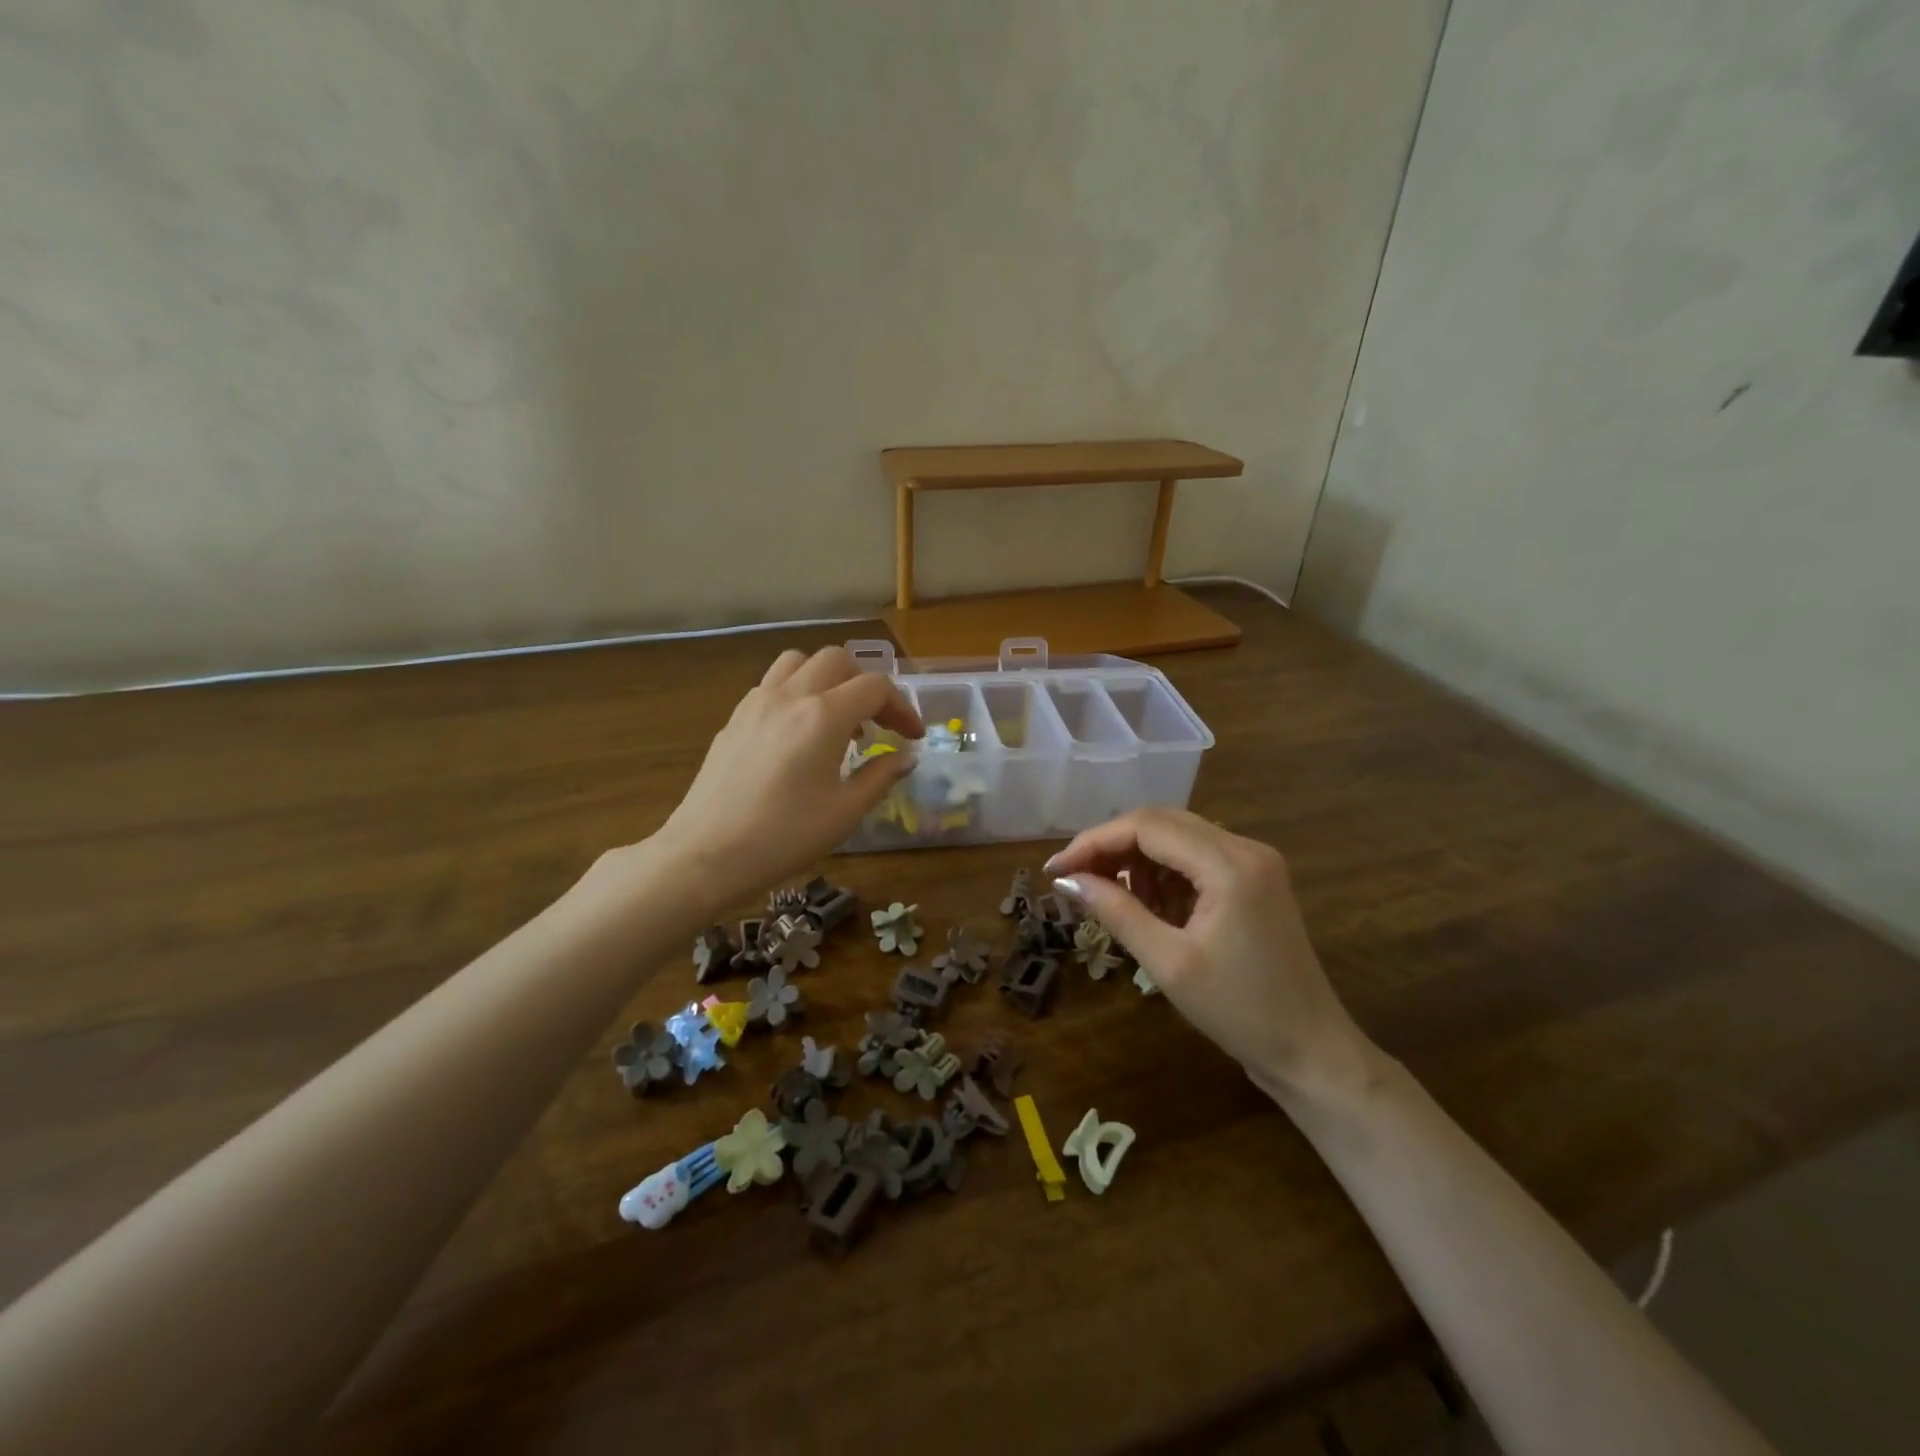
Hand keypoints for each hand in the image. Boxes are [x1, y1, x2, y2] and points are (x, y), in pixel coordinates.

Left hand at [650, 646, 923, 906]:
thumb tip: (905, 758)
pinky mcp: (734, 718)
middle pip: (837, 660)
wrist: (707, 853)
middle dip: (865, 684)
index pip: (875, 687)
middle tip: (877, 722)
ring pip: (798, 663)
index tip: (911, 737)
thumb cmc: (785, 836)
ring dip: (827, 679)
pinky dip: (796, 692)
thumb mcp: (845, 812)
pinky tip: (799, 733)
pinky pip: (772, 684)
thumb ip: (880, 776)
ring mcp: (757, 703)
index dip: (902, 707)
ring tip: (836, 718)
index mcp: (824, 715)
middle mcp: (790, 696)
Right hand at [1047, 808, 1371, 1096]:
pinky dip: (1162, 874)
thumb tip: (1067, 881)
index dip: (1094, 842)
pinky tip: (1147, 906)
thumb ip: (1116, 912)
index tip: (1056, 870)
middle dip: (1112, 847)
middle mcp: (1245, 848)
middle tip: (1074, 880)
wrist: (1312, 1053)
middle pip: (1161, 823)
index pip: (1146, 826)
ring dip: (1136, 860)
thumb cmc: (1239, 1012)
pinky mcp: (1254, 880)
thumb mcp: (1168, 963)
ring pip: (1177, 838)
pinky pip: (1195, 858)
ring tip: (1111, 899)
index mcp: (1230, 863)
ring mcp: (1254, 862)